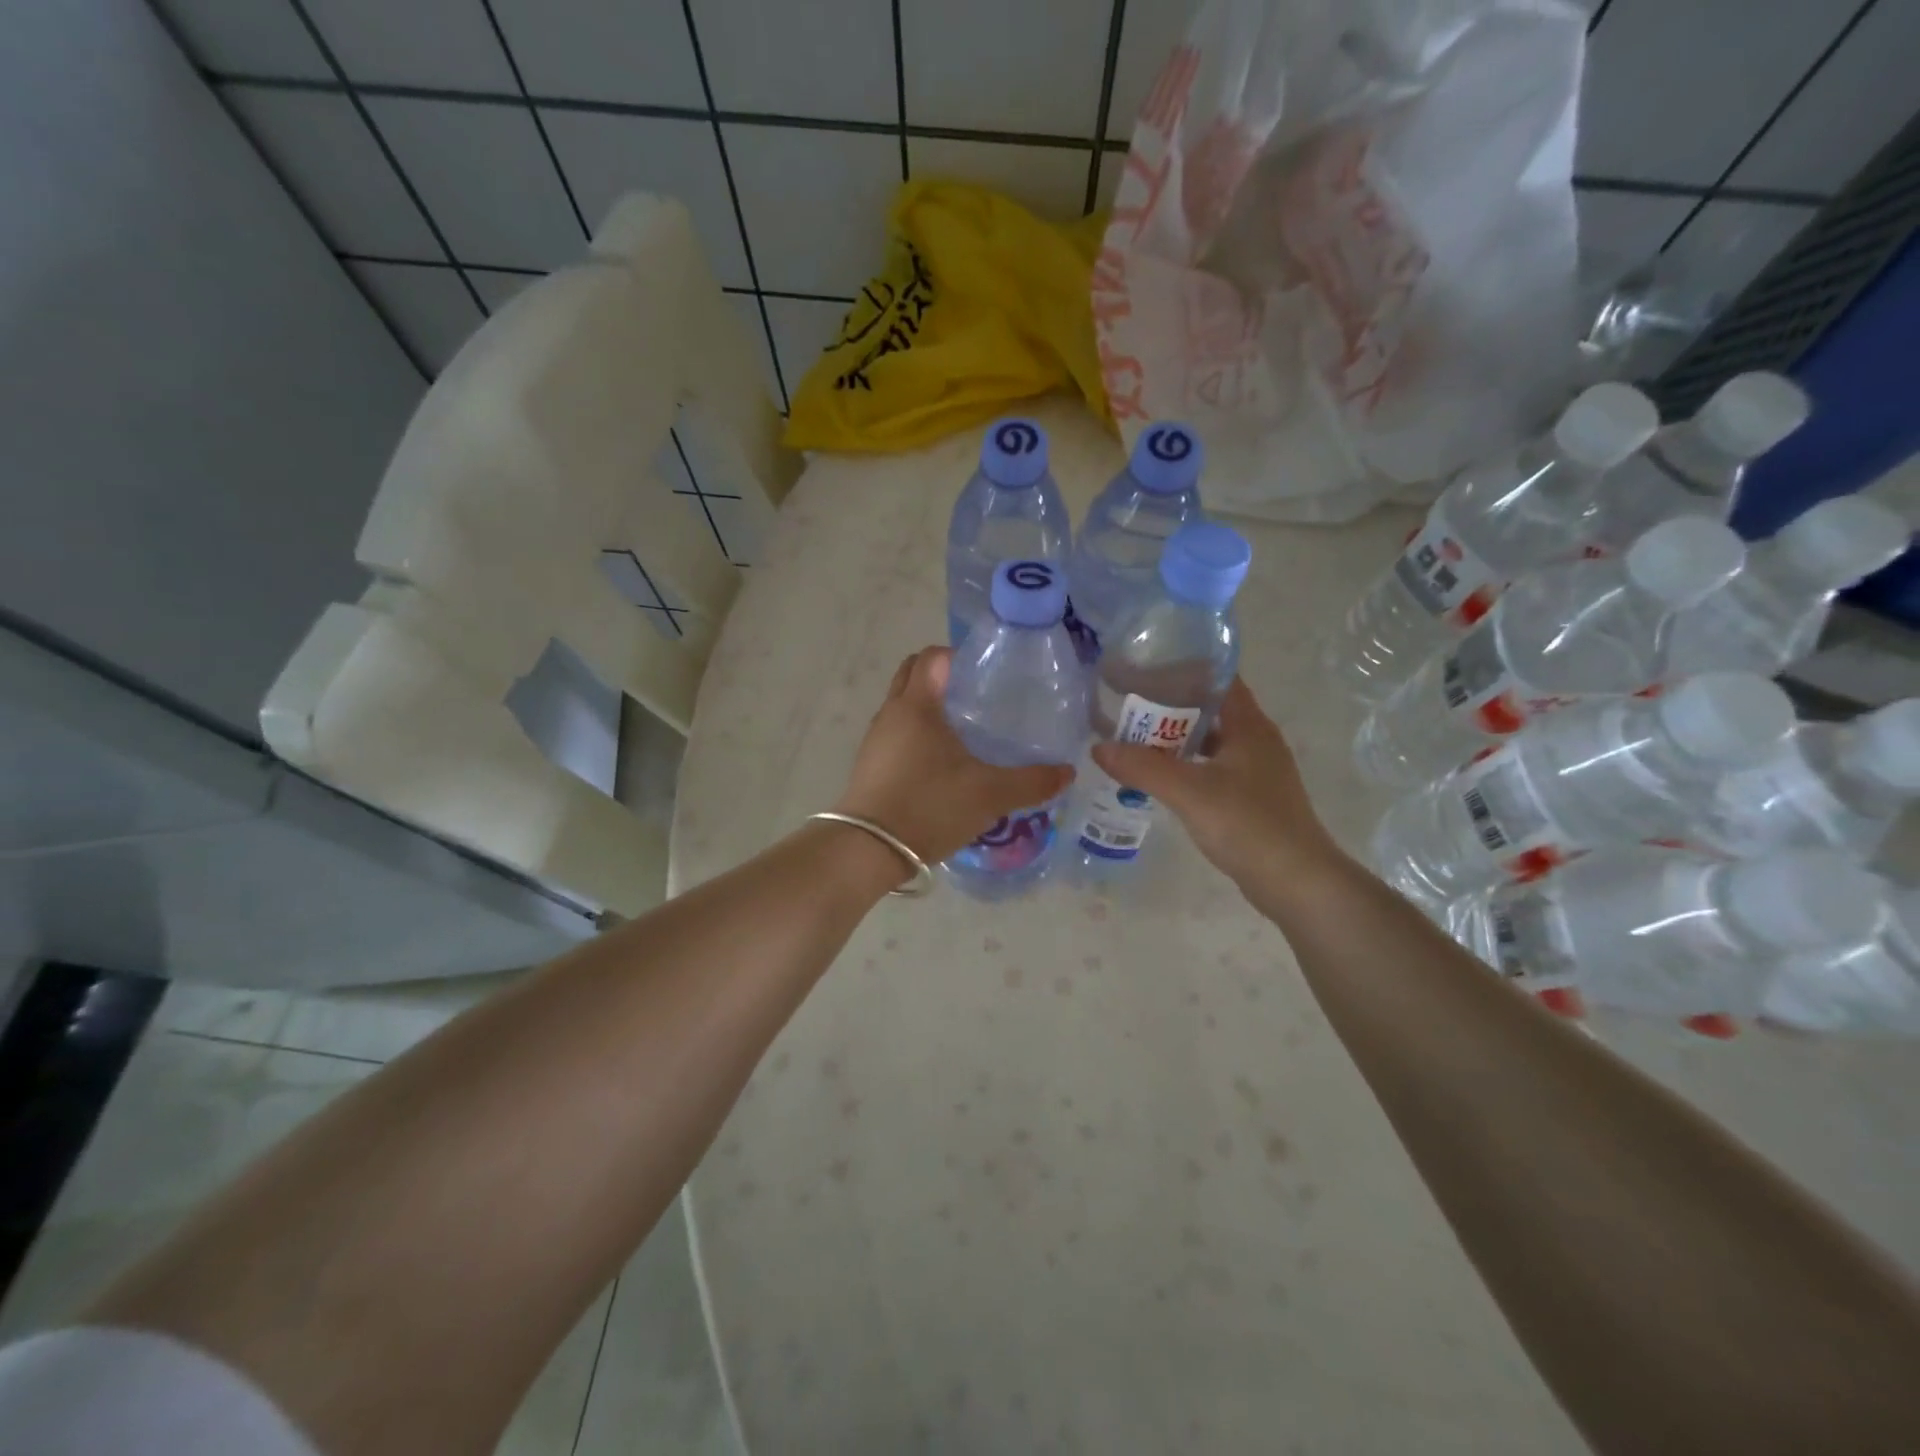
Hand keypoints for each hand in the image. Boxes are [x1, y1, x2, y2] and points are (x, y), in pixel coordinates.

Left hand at [833, 647, 1074, 865]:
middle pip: (912, 674)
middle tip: (977, 697)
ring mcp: (876, 740)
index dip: (958, 656)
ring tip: (964, 730)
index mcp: (917, 705)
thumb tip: (1068, 772)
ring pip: (903, 705)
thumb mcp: (990, 795)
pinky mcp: (870, 764)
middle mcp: (891, 713)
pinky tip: (942, 763)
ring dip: (928, 706)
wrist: (869, 850)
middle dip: (942, 677)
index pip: (932, 656)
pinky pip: (896, 733)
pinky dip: (917, 734)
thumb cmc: (929, 807)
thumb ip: (1032, 781)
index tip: (986, 674)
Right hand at [1092, 678, 1344, 895]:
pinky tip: (1159, 778)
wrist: (1296, 882)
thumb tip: (1098, 747)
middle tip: (1127, 705)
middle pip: (1209, 710)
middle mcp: (1256, 741)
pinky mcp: (1251, 799)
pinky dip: (1185, 767)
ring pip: (1209, 742)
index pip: (1217, 679)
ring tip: (1134, 739)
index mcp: (1249, 726)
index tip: (1143, 668)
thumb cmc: (1249, 825)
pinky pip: (1212, 769)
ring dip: (1175, 740)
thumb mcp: (1190, 792)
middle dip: (1169, 706)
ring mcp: (1256, 771)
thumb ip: (1143, 767)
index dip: (1182, 669)